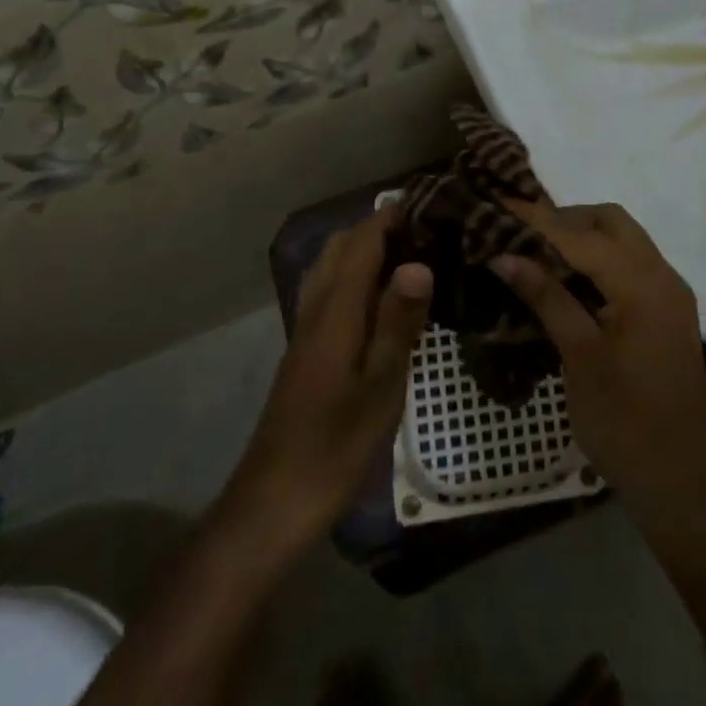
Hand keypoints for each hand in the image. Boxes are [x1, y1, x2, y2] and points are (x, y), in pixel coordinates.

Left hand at [222, 210, 431, 544]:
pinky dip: (355, 276)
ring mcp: (306, 330)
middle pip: (341, 247)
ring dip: (364, 250)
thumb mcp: (380, 386)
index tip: (430, 203)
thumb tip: (419, 261)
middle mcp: (316, 309)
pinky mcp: (306, 352)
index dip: (391, 218)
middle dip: (378, 228)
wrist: (274, 503)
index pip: (361, 242)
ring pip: (331, 268)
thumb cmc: (335, 446)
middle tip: (426, 231)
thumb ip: (397, 321)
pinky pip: (330, 291)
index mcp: (335, 311)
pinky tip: (381, 301)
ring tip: (409, 256)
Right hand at [493, 201, 705, 517]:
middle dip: (566, 218)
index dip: (538, 219)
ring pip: (624, 239)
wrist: (679, 480)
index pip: (581, 236)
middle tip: (523, 233)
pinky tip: (570, 277)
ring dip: (584, 236)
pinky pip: (632, 263)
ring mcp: (670, 292)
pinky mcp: (669, 310)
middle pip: (611, 222)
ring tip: (539, 251)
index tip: (500, 202)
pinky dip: (601, 258)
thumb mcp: (578, 357)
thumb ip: (546, 297)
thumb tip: (504, 255)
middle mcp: (663, 276)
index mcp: (642, 284)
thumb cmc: (624, 421)